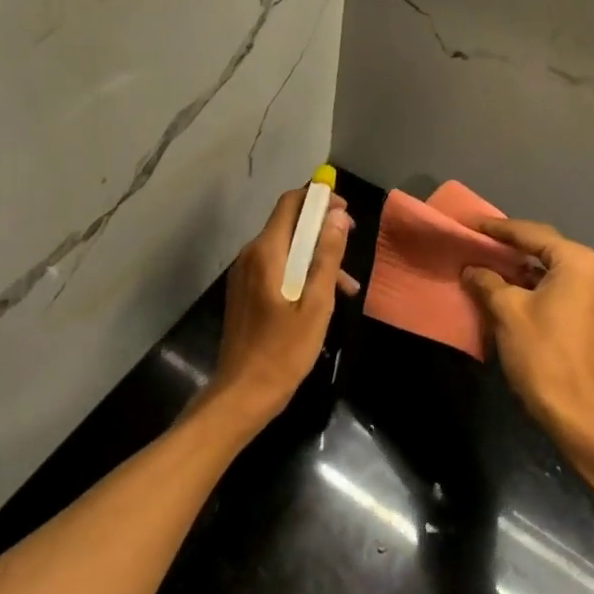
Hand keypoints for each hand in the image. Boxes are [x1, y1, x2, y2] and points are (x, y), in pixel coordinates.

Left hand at [205, 186, 356, 431]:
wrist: (242, 393)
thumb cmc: (284, 351)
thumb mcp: (316, 304)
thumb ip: (327, 257)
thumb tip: (337, 215)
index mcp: (266, 252)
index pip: (290, 203)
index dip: (318, 199)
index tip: (345, 211)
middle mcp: (250, 255)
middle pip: (288, 225)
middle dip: (321, 230)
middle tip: (350, 244)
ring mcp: (245, 274)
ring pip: (285, 249)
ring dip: (315, 257)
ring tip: (347, 285)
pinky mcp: (246, 291)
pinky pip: (277, 268)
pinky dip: (301, 273)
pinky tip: (323, 299)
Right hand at [462, 219, 593, 443]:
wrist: (576, 413)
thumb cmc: (542, 354)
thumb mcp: (507, 311)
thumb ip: (486, 281)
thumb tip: (472, 268)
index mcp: (576, 261)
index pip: (530, 233)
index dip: (496, 228)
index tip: (468, 223)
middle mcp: (591, 269)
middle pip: (542, 246)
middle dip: (508, 244)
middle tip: (475, 239)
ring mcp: (593, 292)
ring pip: (547, 268)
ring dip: (517, 265)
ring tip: (484, 259)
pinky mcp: (588, 313)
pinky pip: (555, 285)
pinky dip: (529, 283)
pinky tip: (504, 285)